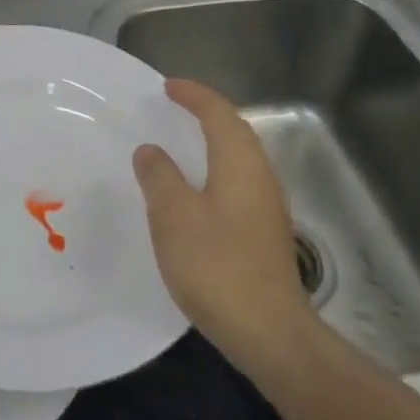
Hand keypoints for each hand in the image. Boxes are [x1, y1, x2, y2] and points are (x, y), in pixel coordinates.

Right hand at [132, 79, 308, 366]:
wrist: (269, 332)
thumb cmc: (216, 266)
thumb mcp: (174, 217)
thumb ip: (160, 178)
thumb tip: (150, 150)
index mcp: (240, 163)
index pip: (218, 113)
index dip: (194, 95)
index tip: (168, 86)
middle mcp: (260, 176)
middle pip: (236, 130)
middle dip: (207, 112)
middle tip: (176, 106)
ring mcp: (268, 205)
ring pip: (240, 157)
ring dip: (214, 140)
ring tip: (184, 141)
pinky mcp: (266, 231)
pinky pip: (240, 181)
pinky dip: (218, 168)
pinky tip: (199, 190)